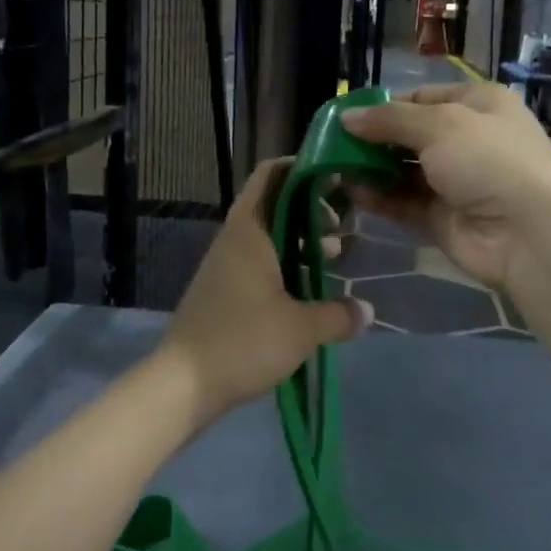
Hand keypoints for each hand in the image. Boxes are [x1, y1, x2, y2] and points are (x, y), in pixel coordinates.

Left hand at [152, 159, 372, 420]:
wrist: (183, 383)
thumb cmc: (243, 341)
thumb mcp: (302, 328)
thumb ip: (338, 315)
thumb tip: (367, 310)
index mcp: (249, 230)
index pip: (272, 175)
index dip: (302, 167)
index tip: (336, 176)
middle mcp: (235, 239)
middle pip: (274, 204)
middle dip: (311, 208)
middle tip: (345, 223)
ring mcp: (226, 266)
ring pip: (269, 237)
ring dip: (301, 240)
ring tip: (338, 255)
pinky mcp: (224, 291)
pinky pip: (261, 263)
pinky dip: (287, 264)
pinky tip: (311, 288)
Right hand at [340, 82, 550, 289]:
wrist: (529, 233)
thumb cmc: (488, 160)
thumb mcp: (439, 124)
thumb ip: (388, 120)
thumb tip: (345, 117)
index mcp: (476, 105)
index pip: (421, 97)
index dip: (384, 106)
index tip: (346, 116)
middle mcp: (466, 140)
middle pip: (409, 135)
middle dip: (372, 140)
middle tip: (331, 144)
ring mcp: (454, 182)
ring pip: (403, 171)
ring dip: (371, 169)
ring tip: (333, 167)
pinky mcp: (442, 218)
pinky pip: (404, 203)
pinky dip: (379, 197)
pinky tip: (350, 192)